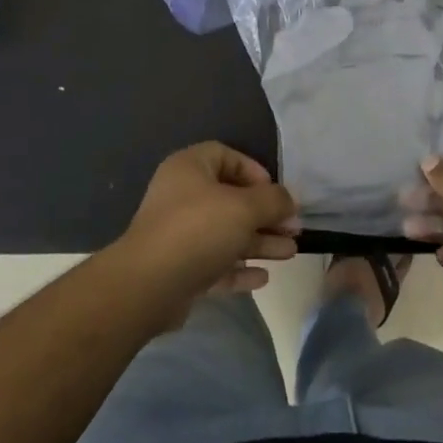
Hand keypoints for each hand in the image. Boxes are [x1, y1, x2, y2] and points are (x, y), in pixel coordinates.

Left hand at [115, 143, 299, 306]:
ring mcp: (179, 235)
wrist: (148, 286)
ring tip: (290, 253)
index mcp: (190, 168)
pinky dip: (239, 268)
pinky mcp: (179, 269)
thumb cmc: (198, 230)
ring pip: (226, 234)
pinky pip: (215, 264)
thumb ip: (273, 200)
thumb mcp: (244, 207)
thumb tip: (290, 199)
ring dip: (259, 242)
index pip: (226, 156)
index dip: (254, 171)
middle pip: (231, 199)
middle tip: (294, 230)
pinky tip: (263, 278)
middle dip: (265, 215)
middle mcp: (182, 196)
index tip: (275, 193)